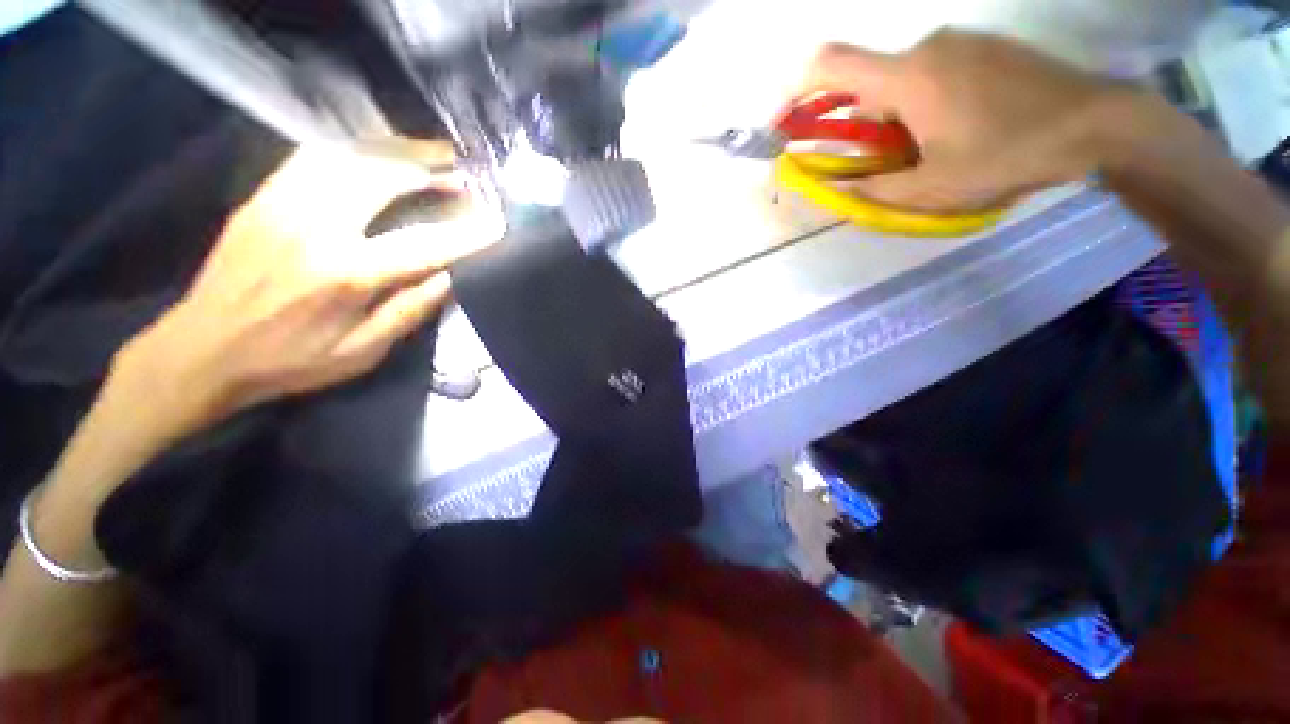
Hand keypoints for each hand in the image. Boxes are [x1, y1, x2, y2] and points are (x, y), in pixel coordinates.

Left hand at [113, 145, 499, 441]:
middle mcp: (314, 227)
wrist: (200, 351)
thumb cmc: (287, 362)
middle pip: (381, 178)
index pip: (424, 245)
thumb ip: (408, 312)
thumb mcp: (360, 353)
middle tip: (461, 170)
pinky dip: (354, 149)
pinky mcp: (262, 198)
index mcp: (345, 274)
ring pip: (346, 155)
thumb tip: (449, 278)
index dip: (466, 233)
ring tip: (427, 153)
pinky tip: (375, 155)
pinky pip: (313, 156)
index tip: (496, 223)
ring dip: (394, 150)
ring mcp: (282, 204)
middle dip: (429, 168)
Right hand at [804, 31, 1153, 212]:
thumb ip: (871, 189)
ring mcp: (961, 43)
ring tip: (932, 151)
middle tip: (887, 163)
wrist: (1100, 124)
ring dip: (898, 119)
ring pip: (905, 81)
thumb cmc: (1008, 155)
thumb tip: (830, 186)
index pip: (831, 65)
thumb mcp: (930, 189)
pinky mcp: (987, 48)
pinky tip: (960, 130)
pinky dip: (927, 104)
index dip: (797, 89)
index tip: (787, 121)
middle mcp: (928, 48)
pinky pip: (936, 73)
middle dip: (864, 126)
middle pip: (871, 84)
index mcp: (908, 78)